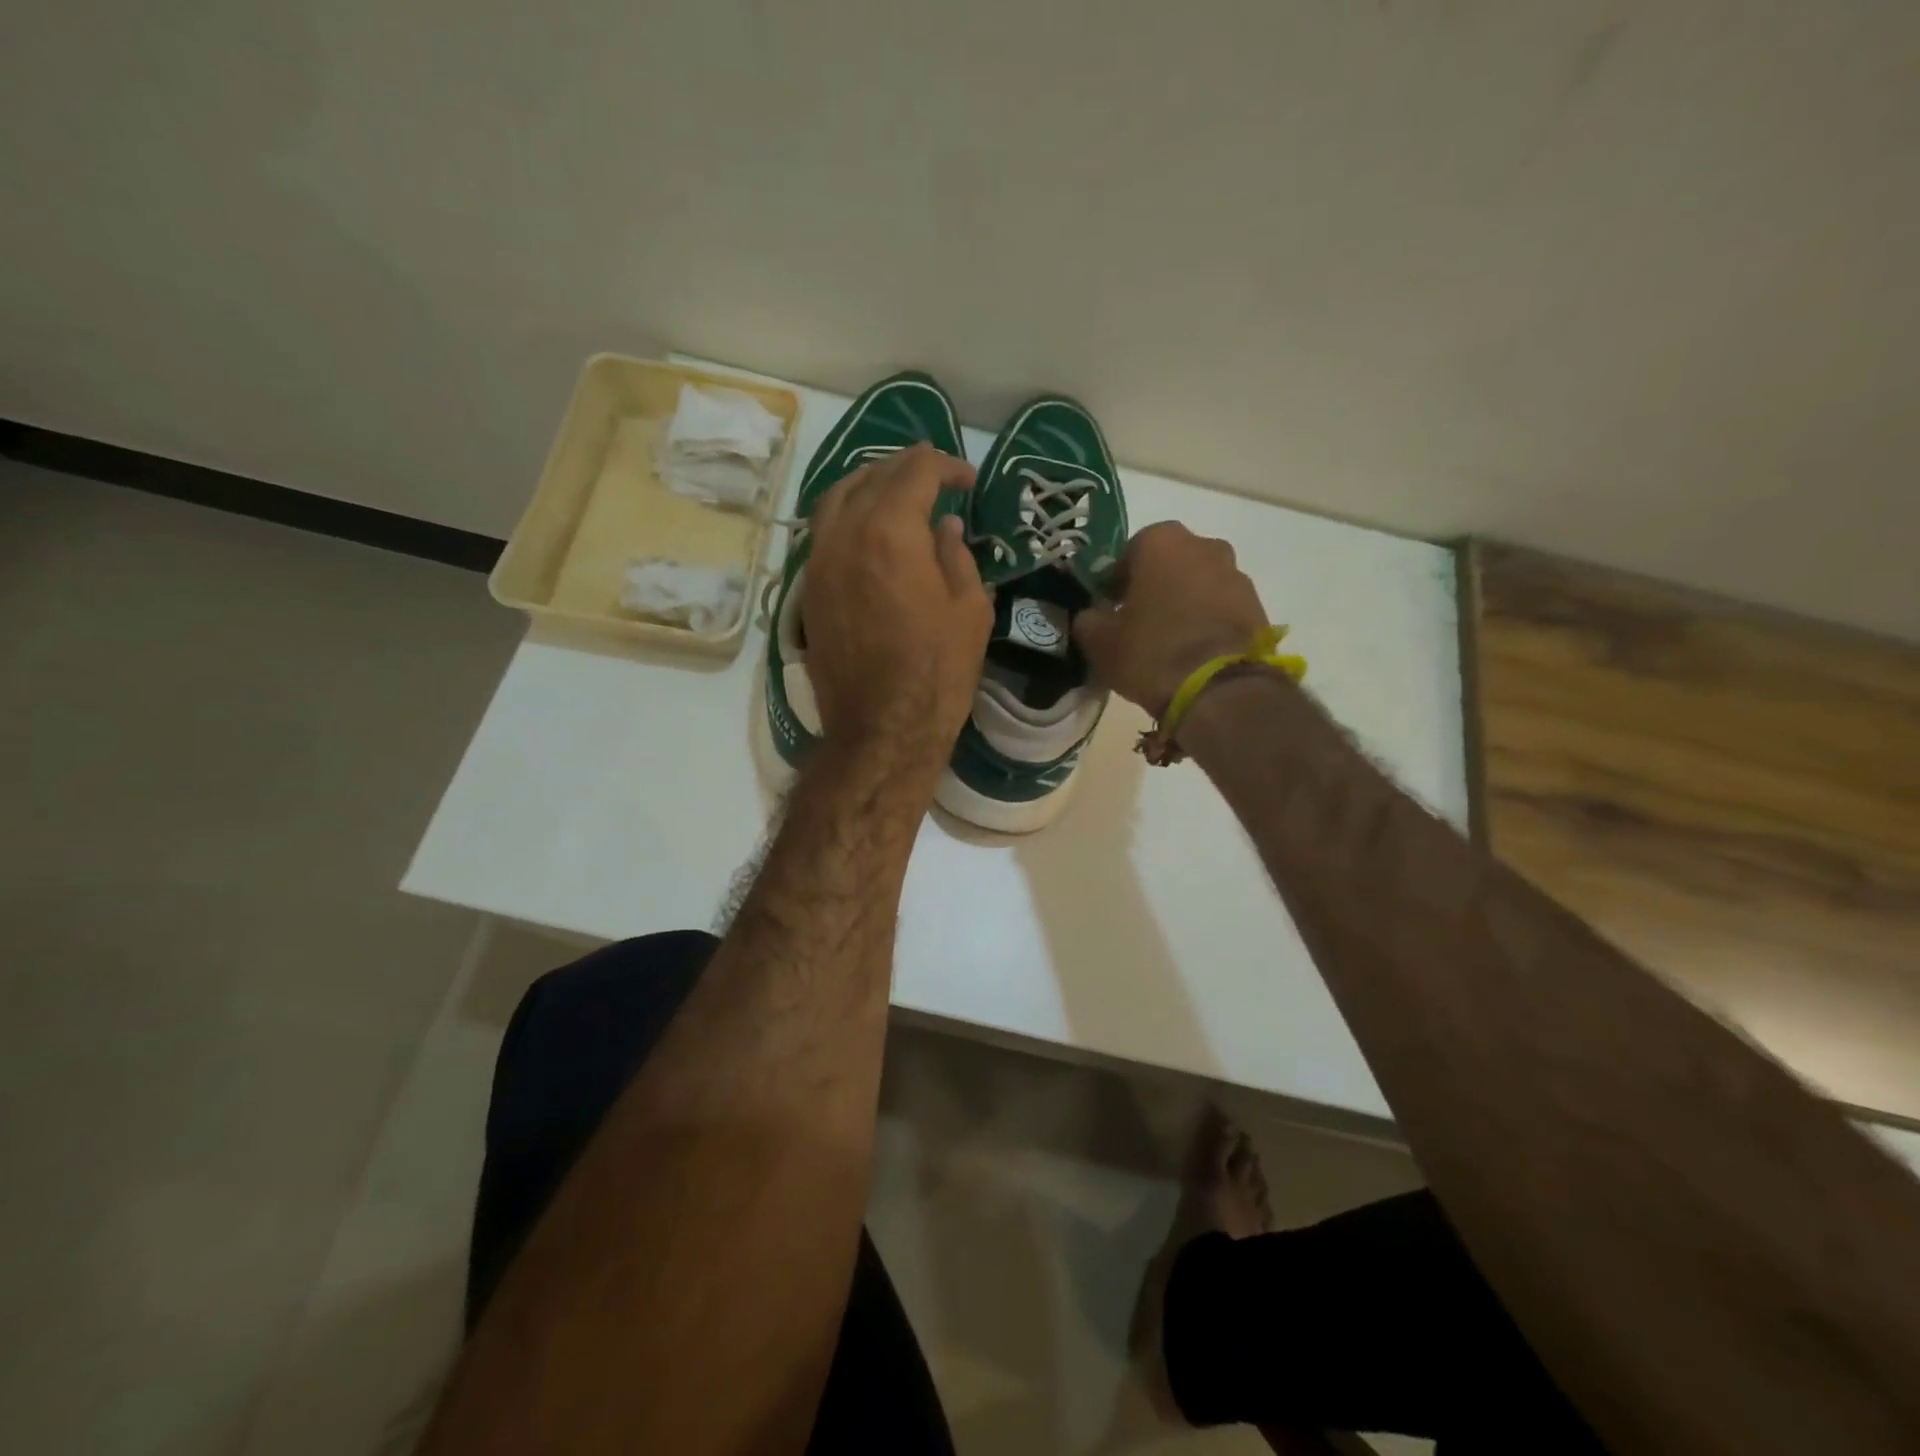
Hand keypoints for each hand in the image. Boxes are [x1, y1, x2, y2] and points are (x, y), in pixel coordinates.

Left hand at [802, 443, 991, 768]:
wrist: (881, 728)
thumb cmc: (938, 672)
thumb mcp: (970, 609)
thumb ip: (956, 556)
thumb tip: (944, 527)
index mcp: (890, 531)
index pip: (916, 471)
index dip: (946, 466)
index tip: (968, 482)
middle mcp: (844, 534)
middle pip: (872, 477)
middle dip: (907, 468)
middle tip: (936, 476)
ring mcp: (819, 562)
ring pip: (836, 499)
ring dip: (869, 484)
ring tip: (896, 491)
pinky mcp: (809, 590)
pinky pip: (823, 532)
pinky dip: (847, 516)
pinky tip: (869, 529)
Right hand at [1073, 521, 1268, 715]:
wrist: (1219, 689)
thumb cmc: (1151, 652)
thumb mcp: (1100, 641)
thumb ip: (1089, 620)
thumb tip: (1091, 616)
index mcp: (1162, 542)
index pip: (1131, 551)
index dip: (1117, 580)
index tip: (1110, 606)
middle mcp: (1204, 546)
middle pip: (1170, 563)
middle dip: (1155, 585)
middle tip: (1139, 621)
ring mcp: (1236, 574)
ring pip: (1199, 583)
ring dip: (1184, 602)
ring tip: (1170, 641)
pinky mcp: (1257, 606)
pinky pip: (1221, 606)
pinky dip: (1207, 620)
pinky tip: (1194, 651)